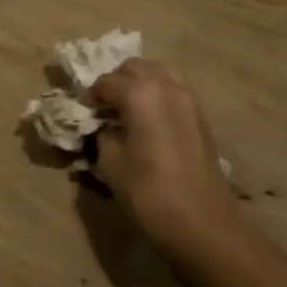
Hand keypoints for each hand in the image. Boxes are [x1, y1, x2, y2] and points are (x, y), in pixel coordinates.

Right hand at [89, 59, 245, 258]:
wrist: (201, 220)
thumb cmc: (148, 191)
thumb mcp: (110, 163)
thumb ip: (103, 135)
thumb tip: (105, 127)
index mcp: (140, 94)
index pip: (107, 82)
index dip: (92, 95)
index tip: (85, 111)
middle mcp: (167, 86)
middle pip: (136, 67)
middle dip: (117, 80)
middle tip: (105, 105)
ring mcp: (189, 99)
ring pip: (160, 73)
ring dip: (141, 84)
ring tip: (128, 109)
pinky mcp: (201, 116)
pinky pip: (175, 91)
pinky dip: (158, 95)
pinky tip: (149, 121)